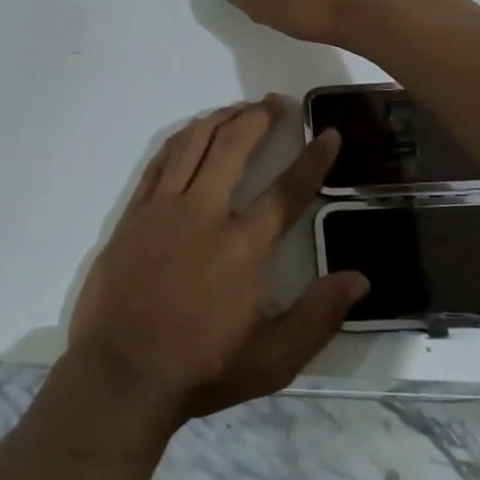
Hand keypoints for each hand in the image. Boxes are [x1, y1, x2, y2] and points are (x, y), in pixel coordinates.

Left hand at [68, 99, 367, 424]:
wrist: (120, 375)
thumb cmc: (199, 370)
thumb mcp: (272, 361)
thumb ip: (317, 317)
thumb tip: (359, 278)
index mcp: (243, 246)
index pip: (287, 190)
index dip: (314, 159)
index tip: (329, 133)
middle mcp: (205, 213)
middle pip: (234, 146)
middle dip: (259, 118)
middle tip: (276, 103)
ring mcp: (164, 209)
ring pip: (194, 144)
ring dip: (219, 118)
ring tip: (238, 109)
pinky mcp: (134, 213)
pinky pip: (159, 162)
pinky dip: (180, 140)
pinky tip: (191, 133)